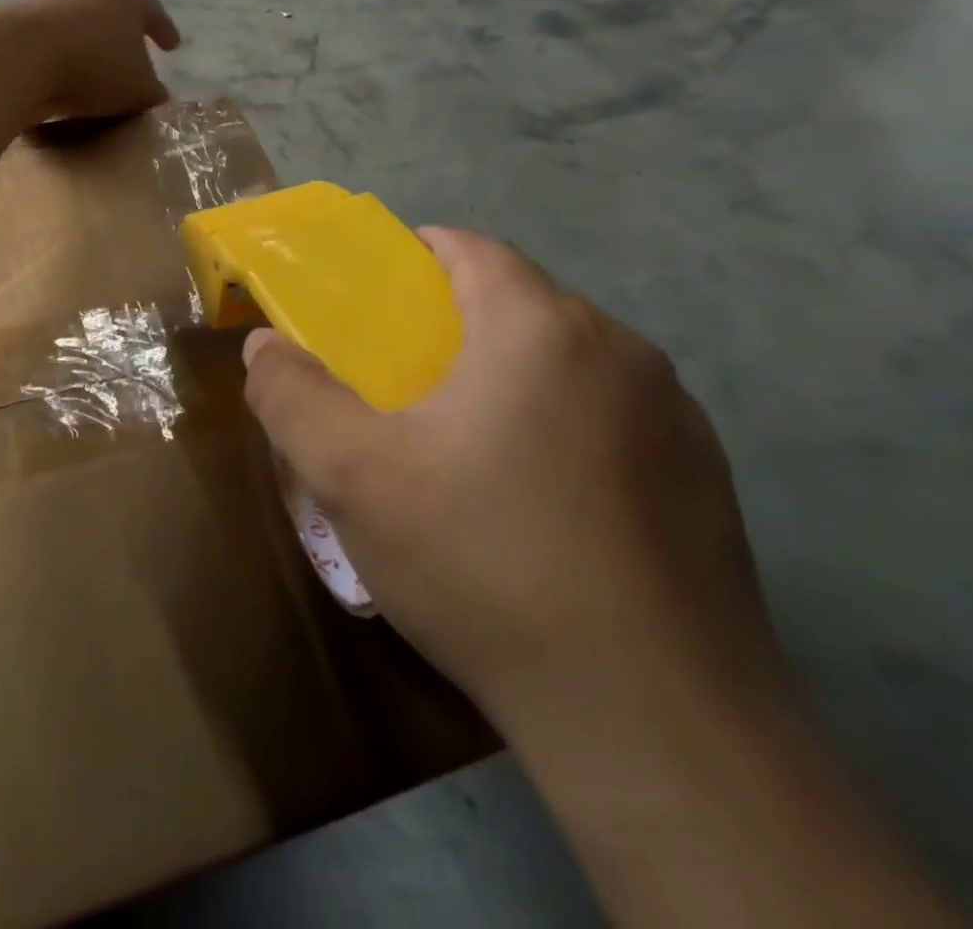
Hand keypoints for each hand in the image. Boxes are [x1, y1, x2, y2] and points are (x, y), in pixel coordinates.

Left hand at [9, 0, 179, 125]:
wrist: (19, 56)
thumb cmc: (95, 65)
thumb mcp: (138, 88)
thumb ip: (152, 92)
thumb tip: (157, 95)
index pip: (153, 12)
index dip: (165, 31)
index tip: (172, 46)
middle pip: (114, 14)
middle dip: (125, 37)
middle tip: (135, 59)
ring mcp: (50, 4)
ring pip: (81, 29)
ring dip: (91, 51)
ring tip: (98, 78)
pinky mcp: (20, 25)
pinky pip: (54, 47)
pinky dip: (63, 63)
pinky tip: (65, 84)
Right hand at [241, 228, 780, 740]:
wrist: (654, 724)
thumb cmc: (484, 563)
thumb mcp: (352, 476)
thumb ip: (292, 395)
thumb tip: (265, 345)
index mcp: (540, 327)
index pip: (472, 248)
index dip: (417, 258)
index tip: (378, 301)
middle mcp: (621, 350)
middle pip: (520, 303)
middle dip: (457, 325)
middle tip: (405, 384)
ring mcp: (675, 417)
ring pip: (569, 363)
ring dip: (513, 377)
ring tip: (468, 447)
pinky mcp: (708, 481)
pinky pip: (613, 419)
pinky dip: (566, 428)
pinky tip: (541, 506)